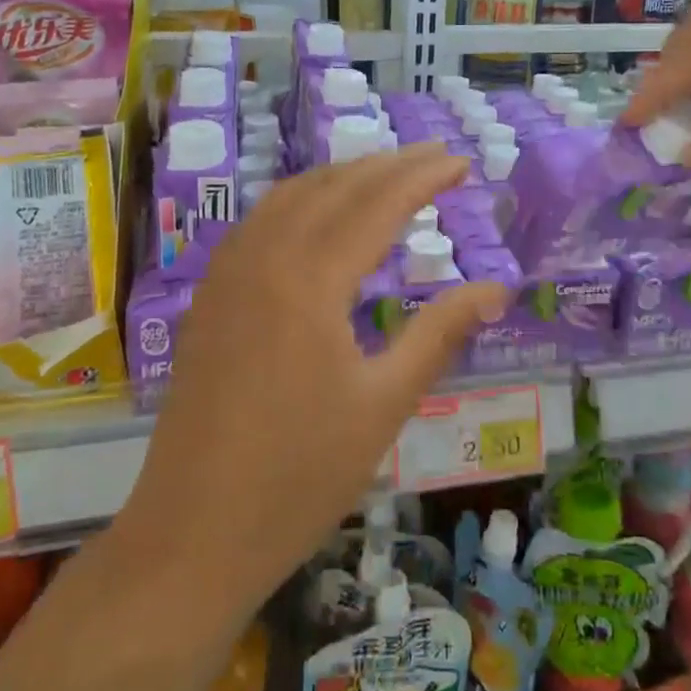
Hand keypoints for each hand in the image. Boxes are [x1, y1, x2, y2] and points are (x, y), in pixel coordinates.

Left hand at [119, 144, 508, 613]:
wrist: (193, 533)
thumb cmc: (299, 476)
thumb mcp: (384, 404)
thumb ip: (440, 334)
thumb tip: (498, 290)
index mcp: (309, 280)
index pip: (377, 204)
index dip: (423, 178)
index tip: (461, 163)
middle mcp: (264, 258)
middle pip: (334, 187)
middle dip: (388, 164)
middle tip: (434, 157)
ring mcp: (228, 273)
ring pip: (290, 196)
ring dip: (342, 176)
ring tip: (386, 174)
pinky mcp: (210, 295)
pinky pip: (260, 221)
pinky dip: (301, 200)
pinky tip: (319, 215)